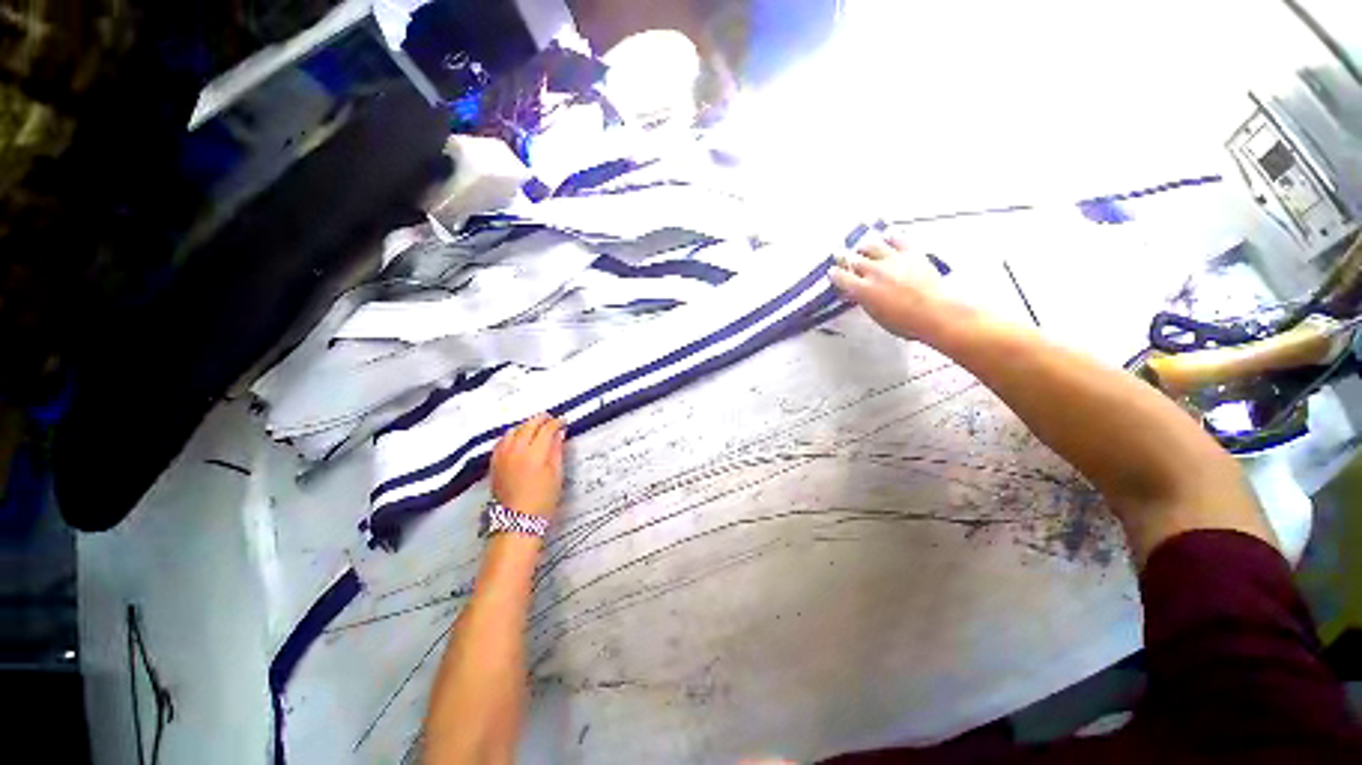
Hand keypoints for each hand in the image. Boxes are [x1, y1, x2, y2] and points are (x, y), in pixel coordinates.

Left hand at [491, 413, 564, 518]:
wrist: (517, 522)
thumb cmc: (543, 500)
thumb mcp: (556, 475)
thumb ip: (557, 451)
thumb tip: (559, 433)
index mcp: (535, 453)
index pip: (547, 429)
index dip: (556, 422)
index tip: (564, 421)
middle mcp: (516, 450)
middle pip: (528, 425)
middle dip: (541, 419)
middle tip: (551, 419)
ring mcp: (502, 456)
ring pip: (513, 431)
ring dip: (526, 426)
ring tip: (535, 428)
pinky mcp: (494, 463)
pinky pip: (502, 441)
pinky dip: (512, 435)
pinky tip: (517, 438)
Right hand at [828, 236, 968, 342]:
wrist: (935, 313)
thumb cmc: (905, 322)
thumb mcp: (876, 315)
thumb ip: (863, 300)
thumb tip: (857, 294)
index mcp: (862, 289)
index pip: (840, 276)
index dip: (834, 274)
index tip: (833, 272)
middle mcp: (874, 271)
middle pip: (853, 259)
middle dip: (845, 258)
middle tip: (843, 256)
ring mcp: (893, 260)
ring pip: (872, 245)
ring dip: (864, 248)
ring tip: (863, 248)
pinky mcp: (911, 253)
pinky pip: (897, 239)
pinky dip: (889, 239)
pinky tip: (888, 239)